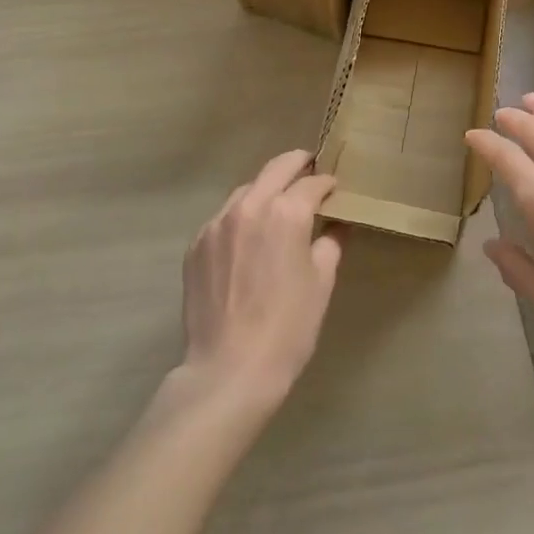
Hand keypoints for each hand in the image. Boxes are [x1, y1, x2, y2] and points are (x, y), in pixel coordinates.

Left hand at [178, 150, 342, 408]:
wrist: (229, 370)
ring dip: (266, 188)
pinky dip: (241, 216)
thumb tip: (336, 225)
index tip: (335, 187)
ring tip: (278, 202)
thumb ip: (330, 244)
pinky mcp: (196, 244)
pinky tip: (248, 236)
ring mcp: (217, 224)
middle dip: (297, 164)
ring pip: (246, 190)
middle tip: (309, 167)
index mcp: (286, 213)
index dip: (327, 182)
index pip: (311, 183)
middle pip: (276, 168)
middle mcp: (249, 206)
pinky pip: (224, 217)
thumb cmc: (288, 328)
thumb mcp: (321, 283)